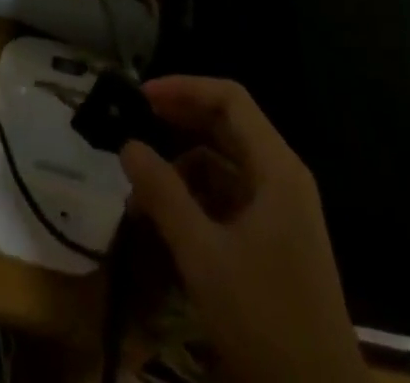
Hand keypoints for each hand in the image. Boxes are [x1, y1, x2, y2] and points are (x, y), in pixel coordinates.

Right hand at [121, 77, 365, 382]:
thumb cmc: (265, 321)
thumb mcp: (204, 256)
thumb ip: (164, 194)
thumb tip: (128, 144)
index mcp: (276, 168)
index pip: (230, 98)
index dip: (185, 88)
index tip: (142, 96)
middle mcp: (282, 178)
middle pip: (227, 126)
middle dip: (178, 123)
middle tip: (133, 128)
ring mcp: (280, 211)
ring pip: (224, 164)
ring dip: (182, 166)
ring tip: (140, 188)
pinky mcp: (274, 241)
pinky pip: (229, 198)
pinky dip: (196, 197)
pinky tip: (164, 219)